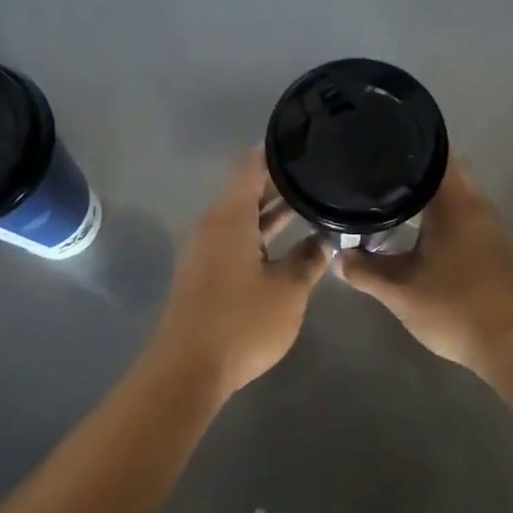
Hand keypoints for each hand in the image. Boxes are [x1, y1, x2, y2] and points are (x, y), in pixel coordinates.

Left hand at [150, 150, 330, 397]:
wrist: (187, 370)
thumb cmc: (241, 323)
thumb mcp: (288, 291)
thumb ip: (310, 259)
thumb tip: (325, 239)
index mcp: (230, 217)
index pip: (252, 166)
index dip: (278, 152)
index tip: (307, 141)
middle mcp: (213, 225)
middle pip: (248, 190)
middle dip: (282, 182)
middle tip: (320, 174)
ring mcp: (206, 250)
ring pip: (244, 217)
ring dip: (274, 211)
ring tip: (313, 202)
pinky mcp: (205, 273)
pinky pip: (236, 238)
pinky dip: (261, 234)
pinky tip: (288, 242)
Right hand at [337, 160, 512, 372]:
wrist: (510, 345)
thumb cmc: (453, 308)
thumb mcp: (399, 292)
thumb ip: (365, 271)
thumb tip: (339, 256)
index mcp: (455, 205)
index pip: (434, 157)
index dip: (406, 149)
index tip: (377, 148)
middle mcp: (476, 206)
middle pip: (445, 171)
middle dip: (414, 171)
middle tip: (378, 175)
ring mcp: (489, 226)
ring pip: (456, 193)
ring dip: (429, 193)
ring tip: (390, 197)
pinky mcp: (492, 246)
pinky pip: (463, 213)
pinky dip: (441, 212)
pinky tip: (417, 228)